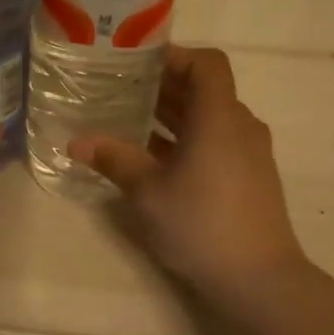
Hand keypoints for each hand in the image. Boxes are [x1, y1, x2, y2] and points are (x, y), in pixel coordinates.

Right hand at [71, 47, 307, 321]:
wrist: (258, 278)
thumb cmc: (200, 224)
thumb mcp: (147, 192)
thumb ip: (114, 159)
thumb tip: (76, 142)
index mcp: (219, 117)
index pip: (206, 64)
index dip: (174, 56)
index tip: (137, 63)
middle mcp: (240, 126)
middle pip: (205, 91)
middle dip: (164, 87)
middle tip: (120, 90)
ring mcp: (249, 154)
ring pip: (209, 120)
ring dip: (173, 116)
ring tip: (130, 122)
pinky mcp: (250, 179)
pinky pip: (216, 143)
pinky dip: (187, 141)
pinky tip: (155, 160)